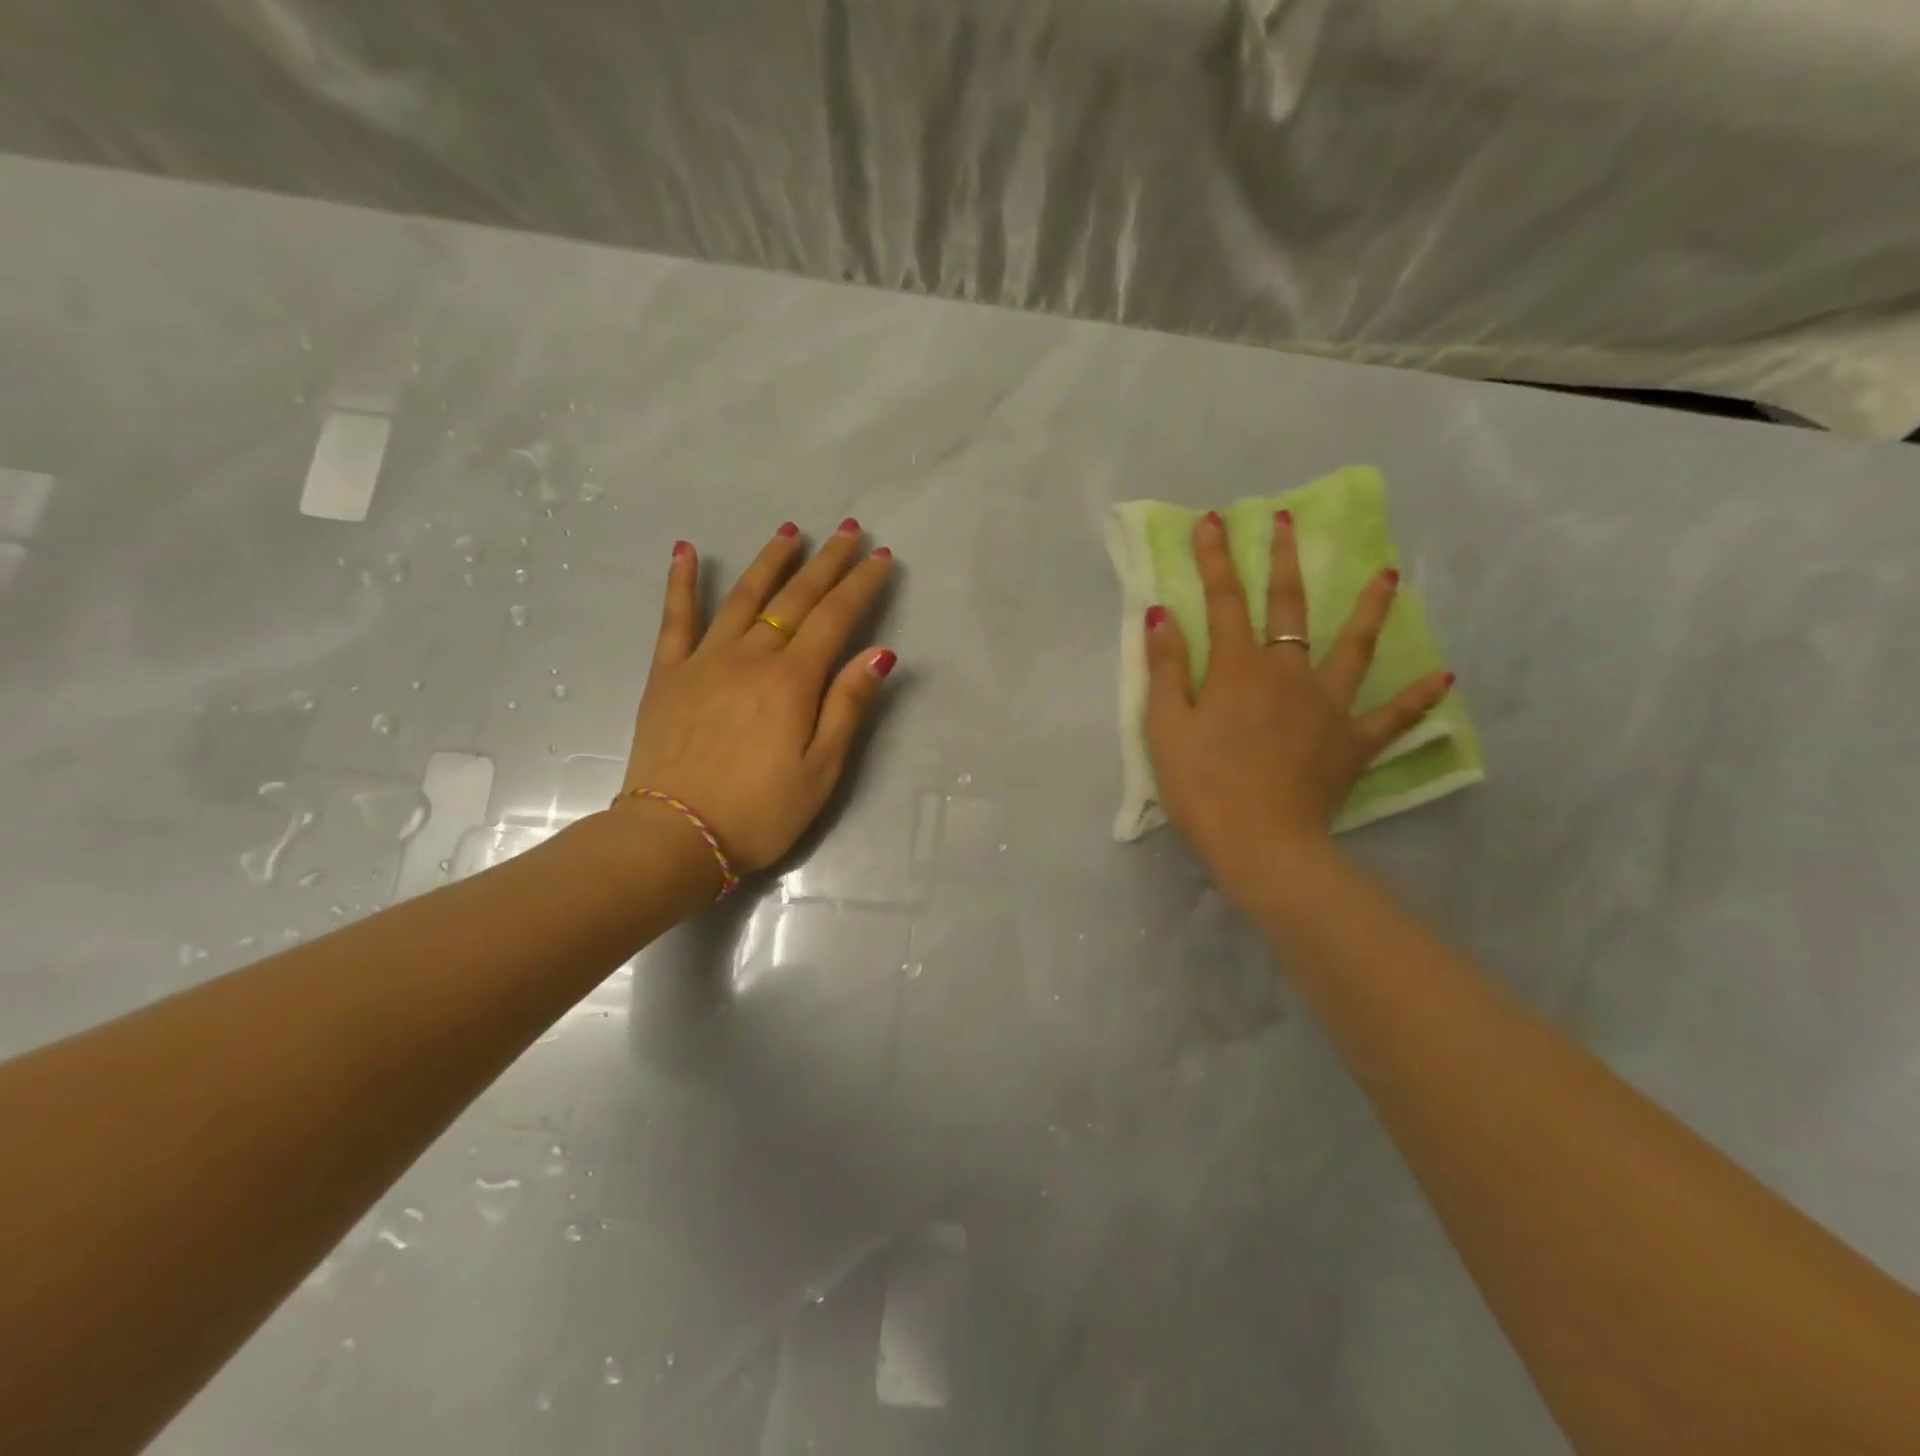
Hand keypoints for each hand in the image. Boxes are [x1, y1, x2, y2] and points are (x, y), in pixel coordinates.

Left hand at [616, 519, 896, 879]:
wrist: (675, 836)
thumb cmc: (760, 811)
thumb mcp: (821, 769)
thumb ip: (848, 706)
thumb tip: (879, 653)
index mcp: (792, 680)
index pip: (835, 618)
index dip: (861, 585)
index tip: (880, 557)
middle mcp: (750, 656)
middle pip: (795, 598)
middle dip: (826, 562)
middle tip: (847, 530)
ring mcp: (704, 661)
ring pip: (743, 596)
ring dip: (770, 561)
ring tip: (790, 531)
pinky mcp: (668, 675)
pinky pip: (675, 619)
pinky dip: (682, 582)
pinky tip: (687, 551)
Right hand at [1143, 508, 1450, 898]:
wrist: (1260, 842)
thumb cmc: (1202, 785)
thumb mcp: (1165, 727)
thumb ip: (1166, 668)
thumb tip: (1162, 614)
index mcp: (1237, 669)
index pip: (1223, 601)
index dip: (1215, 559)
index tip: (1214, 520)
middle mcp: (1287, 673)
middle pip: (1287, 607)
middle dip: (1283, 561)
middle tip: (1288, 521)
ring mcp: (1328, 705)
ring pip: (1353, 647)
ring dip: (1368, 608)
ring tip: (1389, 575)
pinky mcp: (1353, 742)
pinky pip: (1392, 716)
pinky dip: (1418, 698)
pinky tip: (1444, 678)